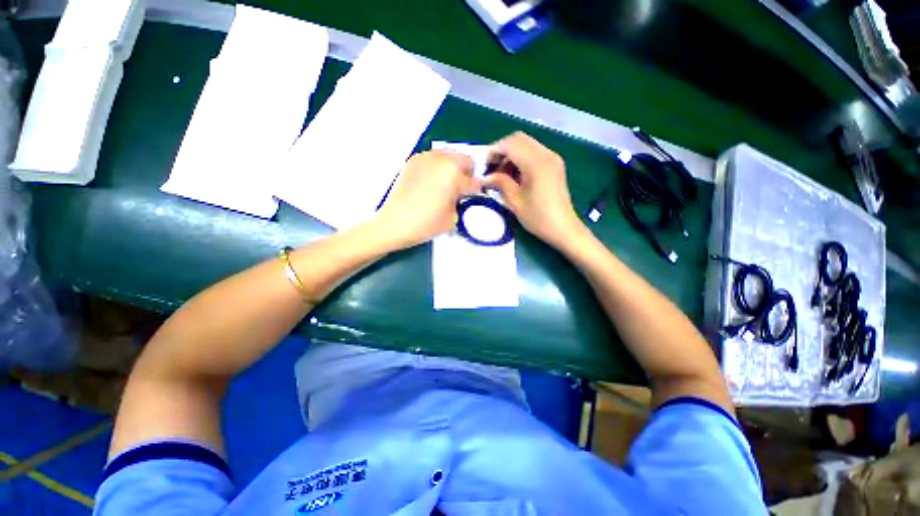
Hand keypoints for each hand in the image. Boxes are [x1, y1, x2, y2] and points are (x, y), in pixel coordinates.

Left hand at [376, 151, 479, 248]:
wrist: (394, 223)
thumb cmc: (426, 224)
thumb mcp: (453, 218)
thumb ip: (461, 202)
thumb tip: (460, 195)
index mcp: (454, 174)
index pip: (475, 181)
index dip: (476, 191)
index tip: (473, 197)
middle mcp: (441, 159)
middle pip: (465, 160)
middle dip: (467, 174)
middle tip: (461, 189)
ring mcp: (425, 157)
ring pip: (449, 155)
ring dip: (453, 168)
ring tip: (446, 184)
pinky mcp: (413, 161)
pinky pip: (433, 158)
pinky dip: (437, 167)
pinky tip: (431, 182)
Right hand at [483, 132, 586, 248]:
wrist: (563, 228)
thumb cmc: (538, 217)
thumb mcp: (515, 201)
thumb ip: (500, 182)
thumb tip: (485, 177)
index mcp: (536, 163)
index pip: (510, 144)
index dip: (494, 151)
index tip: (484, 165)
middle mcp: (546, 154)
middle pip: (519, 139)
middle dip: (502, 150)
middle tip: (491, 167)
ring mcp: (552, 158)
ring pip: (526, 144)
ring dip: (511, 154)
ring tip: (501, 174)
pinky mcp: (554, 164)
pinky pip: (534, 152)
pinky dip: (521, 158)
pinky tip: (515, 175)